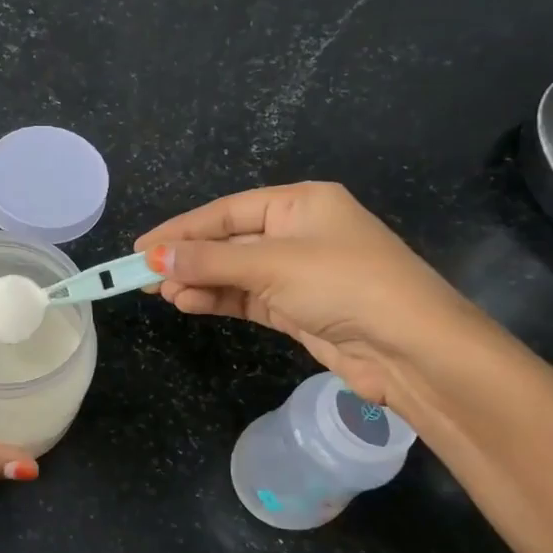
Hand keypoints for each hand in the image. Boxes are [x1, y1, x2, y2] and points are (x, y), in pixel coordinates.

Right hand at [136, 182, 478, 406]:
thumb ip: (211, 262)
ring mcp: (298, 272)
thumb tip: (154, 257)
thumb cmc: (345, 285)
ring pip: (235, 272)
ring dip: (199, 282)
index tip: (141, 248)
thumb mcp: (273, 265)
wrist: (411, 349)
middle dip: (188, 259)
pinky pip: (247, 297)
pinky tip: (188, 303)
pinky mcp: (297, 308)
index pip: (226, 212)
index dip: (181, 229)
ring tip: (164, 294)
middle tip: (144, 276)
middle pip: (228, 241)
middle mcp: (298, 232)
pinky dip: (218, 300)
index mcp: (300, 203)